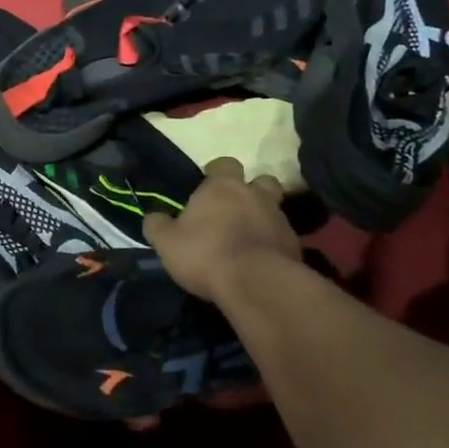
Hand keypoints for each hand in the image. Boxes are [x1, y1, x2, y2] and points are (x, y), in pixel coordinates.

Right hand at [143, 157, 299, 301]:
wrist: (257, 284)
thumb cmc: (206, 254)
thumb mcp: (166, 242)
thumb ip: (157, 225)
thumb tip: (152, 216)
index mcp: (223, 187)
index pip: (224, 163)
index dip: (217, 173)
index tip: (207, 187)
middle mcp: (255, 195)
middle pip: (260, 181)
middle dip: (251, 191)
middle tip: (235, 210)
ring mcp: (280, 219)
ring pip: (274, 209)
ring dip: (263, 218)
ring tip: (248, 238)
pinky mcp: (295, 245)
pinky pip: (282, 237)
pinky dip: (273, 244)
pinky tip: (260, 261)